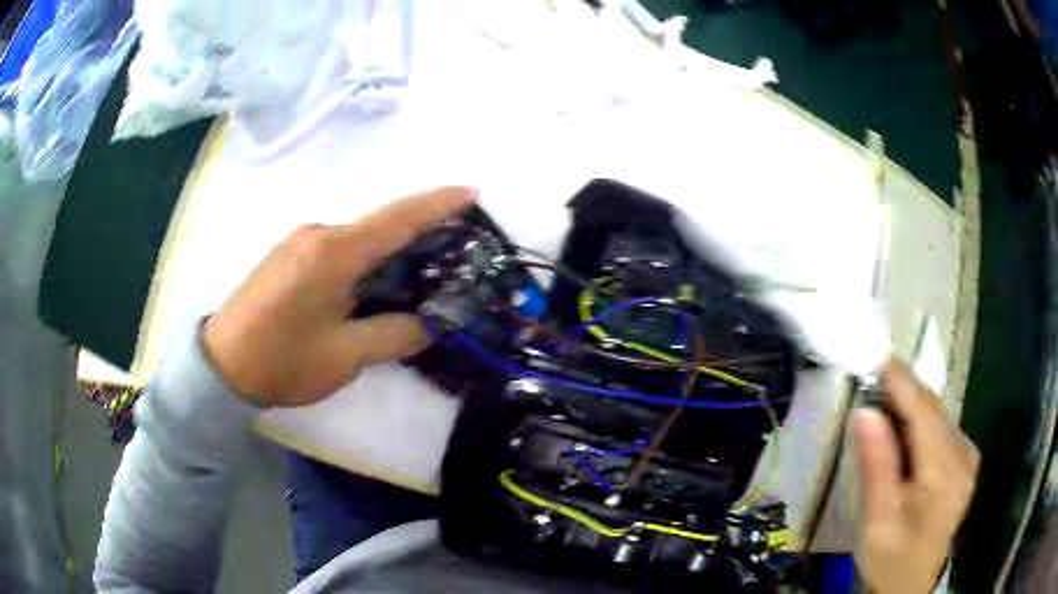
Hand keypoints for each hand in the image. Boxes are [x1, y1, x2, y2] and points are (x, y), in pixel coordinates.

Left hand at [202, 187, 476, 407]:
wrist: (221, 365)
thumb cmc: (283, 360)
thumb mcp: (345, 356)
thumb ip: (394, 334)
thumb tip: (430, 322)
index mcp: (334, 252)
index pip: (397, 219)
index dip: (437, 204)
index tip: (471, 192)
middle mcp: (319, 234)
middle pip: (380, 225)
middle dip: (419, 234)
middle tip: (452, 254)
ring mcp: (300, 241)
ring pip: (359, 239)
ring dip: (389, 252)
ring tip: (416, 277)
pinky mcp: (289, 255)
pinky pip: (338, 248)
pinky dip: (364, 260)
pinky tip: (371, 286)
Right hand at [853, 359, 979, 593]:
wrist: (913, 583)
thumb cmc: (892, 557)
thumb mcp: (878, 520)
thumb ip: (877, 465)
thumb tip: (865, 411)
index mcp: (944, 472)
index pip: (924, 413)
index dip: (902, 383)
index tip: (877, 356)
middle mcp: (964, 455)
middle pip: (935, 410)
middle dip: (906, 390)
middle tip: (873, 377)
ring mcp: (968, 457)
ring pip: (940, 416)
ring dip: (914, 404)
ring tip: (885, 399)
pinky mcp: (966, 461)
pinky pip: (943, 428)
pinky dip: (923, 420)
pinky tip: (906, 429)